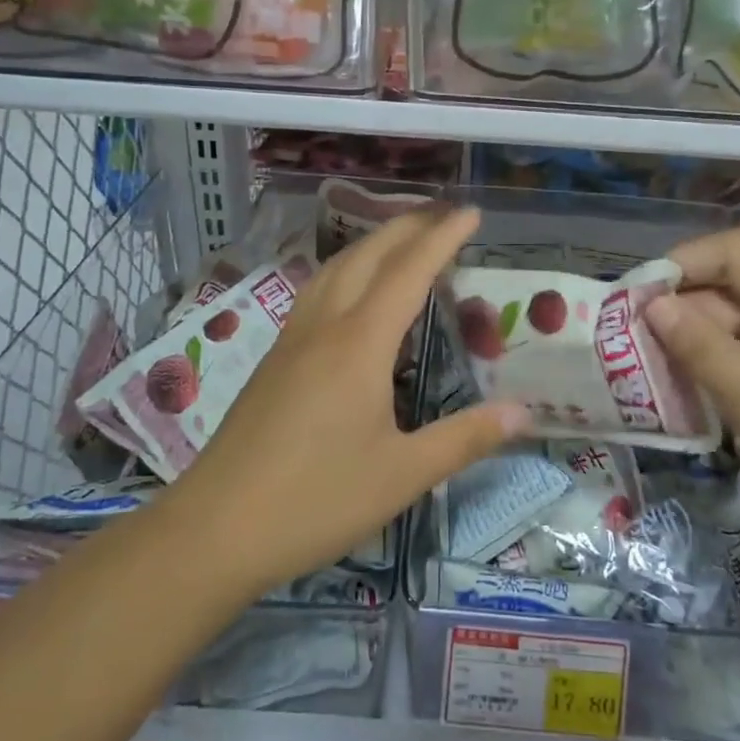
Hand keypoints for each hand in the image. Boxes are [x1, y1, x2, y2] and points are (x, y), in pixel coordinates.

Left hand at [168, 206, 528, 593]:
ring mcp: (292, 339)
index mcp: (360, 344)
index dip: (443, 237)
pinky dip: (346, 270)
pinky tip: (351, 292)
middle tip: (443, 215)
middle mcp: (325, 326)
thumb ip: (465, 438)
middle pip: (367, 255)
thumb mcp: (402, 475)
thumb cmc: (316, 500)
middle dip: (407, 226)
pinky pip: (316, 292)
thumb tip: (523, 413)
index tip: (472, 212)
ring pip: (334, 268)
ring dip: (372, 243)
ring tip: (402, 240)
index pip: (410, 271)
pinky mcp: (274, 359)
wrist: (215, 528)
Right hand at [644, 227, 739, 578]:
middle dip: (680, 311)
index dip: (682, 262)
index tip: (637, 301)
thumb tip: (654, 303)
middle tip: (631, 351)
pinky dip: (722, 370)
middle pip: (734, 288)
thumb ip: (702, 348)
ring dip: (696, 345)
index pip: (735, 251)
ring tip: (651, 377)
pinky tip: (694, 399)